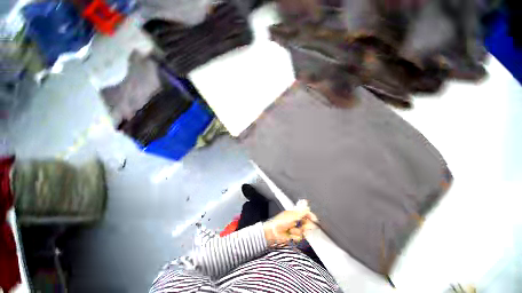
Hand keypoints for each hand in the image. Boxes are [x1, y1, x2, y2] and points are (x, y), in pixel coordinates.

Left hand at [263, 200, 318, 245]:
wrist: (273, 233)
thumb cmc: (279, 222)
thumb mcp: (292, 215)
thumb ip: (301, 211)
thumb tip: (308, 206)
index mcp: (295, 213)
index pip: (306, 213)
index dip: (311, 216)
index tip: (314, 219)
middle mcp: (296, 220)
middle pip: (307, 223)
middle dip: (303, 225)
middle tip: (299, 225)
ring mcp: (295, 228)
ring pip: (303, 231)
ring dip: (297, 231)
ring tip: (291, 229)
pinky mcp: (294, 236)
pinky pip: (300, 237)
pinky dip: (295, 236)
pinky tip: (290, 234)